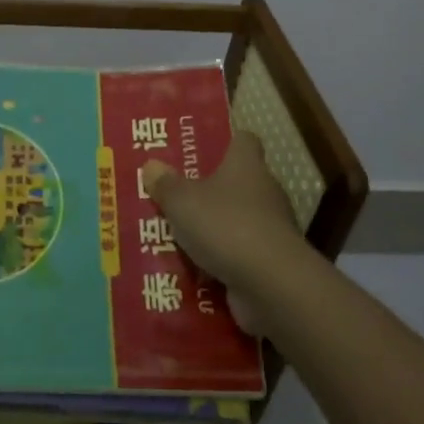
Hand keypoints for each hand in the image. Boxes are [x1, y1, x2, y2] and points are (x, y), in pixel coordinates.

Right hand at [139, 131, 302, 333]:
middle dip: (210, 191)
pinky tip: (195, 269)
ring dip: (214, 229)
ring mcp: (271, 228)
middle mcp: (265, 191)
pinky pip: (240, 254)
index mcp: (246, 165)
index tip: (203, 150)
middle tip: (177, 197)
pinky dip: (222, 260)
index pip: (244, 141)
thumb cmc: (225, 225)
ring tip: (179, 237)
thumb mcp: (181, 201)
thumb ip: (165, 184)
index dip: (225, 142)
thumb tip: (151, 165)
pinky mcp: (271, 261)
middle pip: (238, 182)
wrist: (271, 282)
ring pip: (237, 220)